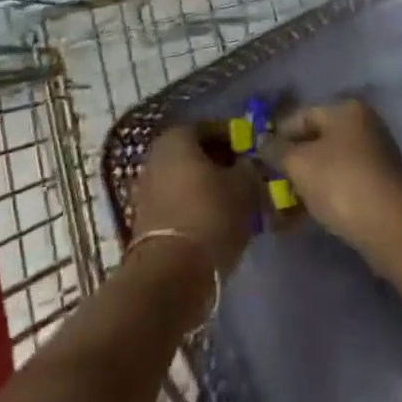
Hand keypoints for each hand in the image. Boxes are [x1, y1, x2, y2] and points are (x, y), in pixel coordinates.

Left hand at [131, 123, 264, 279]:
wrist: (171, 274)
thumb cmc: (210, 215)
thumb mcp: (244, 186)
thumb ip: (250, 168)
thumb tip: (250, 164)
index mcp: (176, 138)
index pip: (211, 128)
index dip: (236, 139)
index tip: (255, 154)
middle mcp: (156, 156)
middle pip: (197, 154)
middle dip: (223, 165)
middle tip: (248, 179)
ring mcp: (147, 190)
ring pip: (188, 180)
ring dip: (212, 189)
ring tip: (238, 205)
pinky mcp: (147, 221)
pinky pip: (179, 204)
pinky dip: (199, 208)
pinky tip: (219, 223)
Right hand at [263, 100, 401, 271]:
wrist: (395, 229)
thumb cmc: (343, 184)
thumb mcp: (300, 164)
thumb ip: (277, 150)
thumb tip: (261, 142)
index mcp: (346, 110)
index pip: (301, 115)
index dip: (276, 135)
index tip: (257, 158)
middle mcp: (363, 127)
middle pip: (315, 141)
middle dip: (290, 163)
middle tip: (266, 184)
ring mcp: (373, 158)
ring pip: (327, 167)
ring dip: (303, 184)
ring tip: (279, 207)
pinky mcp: (378, 188)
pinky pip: (341, 187)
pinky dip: (321, 198)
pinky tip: (302, 217)